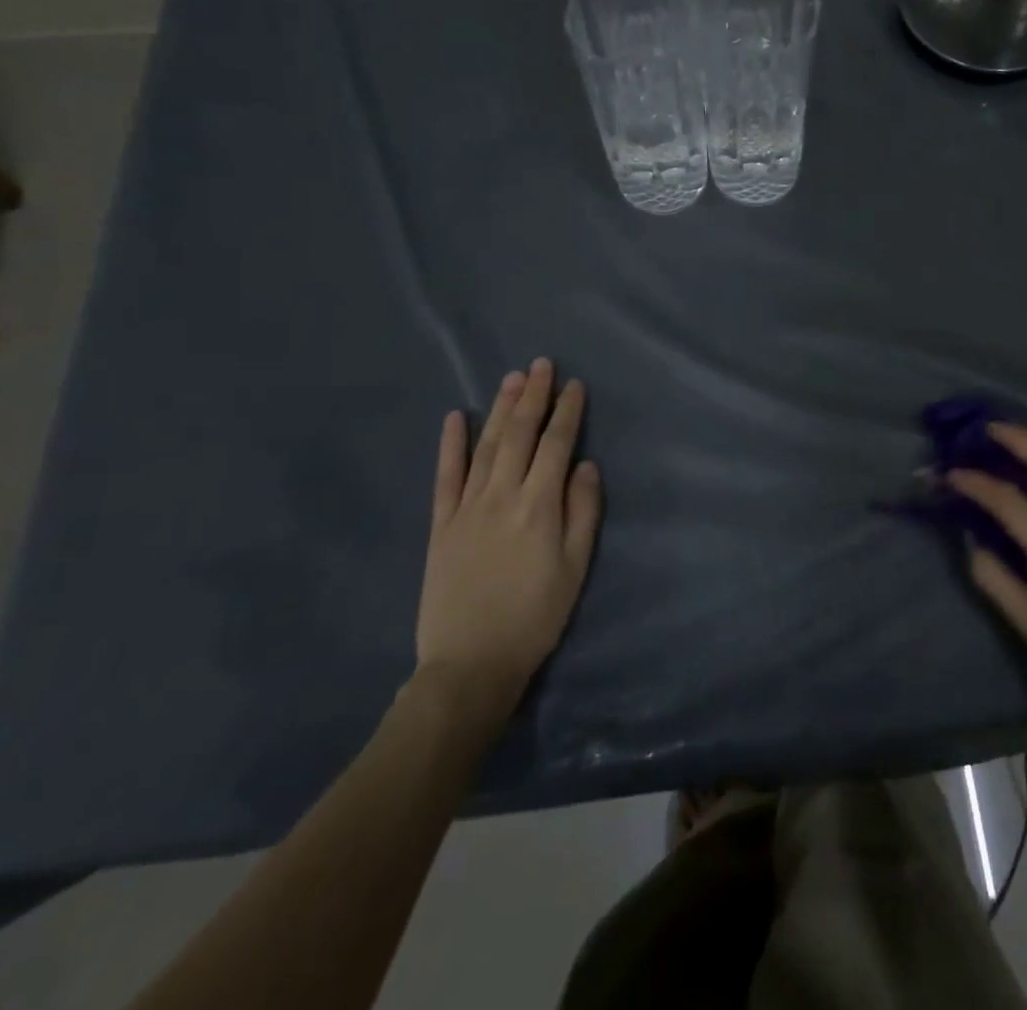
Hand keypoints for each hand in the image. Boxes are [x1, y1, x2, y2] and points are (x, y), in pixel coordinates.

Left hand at [413, 359, 601, 731]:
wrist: (470, 663)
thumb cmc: (535, 616)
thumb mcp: (575, 568)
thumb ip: (583, 513)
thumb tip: (586, 465)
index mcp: (540, 506)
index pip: (557, 445)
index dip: (567, 412)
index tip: (575, 385)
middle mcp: (503, 495)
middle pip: (521, 435)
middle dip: (534, 396)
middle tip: (542, 364)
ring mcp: (467, 507)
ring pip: (487, 446)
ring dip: (500, 409)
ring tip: (512, 378)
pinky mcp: (441, 524)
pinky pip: (445, 476)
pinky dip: (450, 444)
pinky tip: (456, 417)